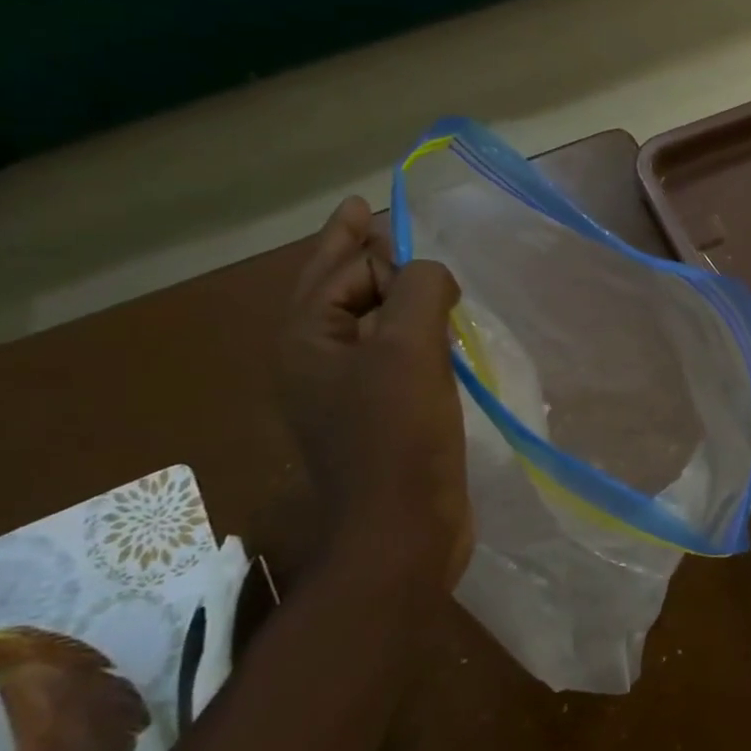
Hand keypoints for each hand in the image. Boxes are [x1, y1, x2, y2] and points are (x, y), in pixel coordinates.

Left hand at [277, 197, 473, 592]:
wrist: (401, 532)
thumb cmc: (399, 435)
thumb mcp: (410, 346)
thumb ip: (418, 286)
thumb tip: (431, 272)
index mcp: (306, 339)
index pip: (338, 266)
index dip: (371, 239)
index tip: (399, 217)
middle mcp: (315, 362)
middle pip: (342, 290)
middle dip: (368, 257)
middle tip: (388, 222)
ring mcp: (344, 395)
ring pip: (371, 325)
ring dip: (397, 297)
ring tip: (427, 276)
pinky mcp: (377, 419)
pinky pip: (394, 358)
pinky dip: (416, 337)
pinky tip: (444, 336)